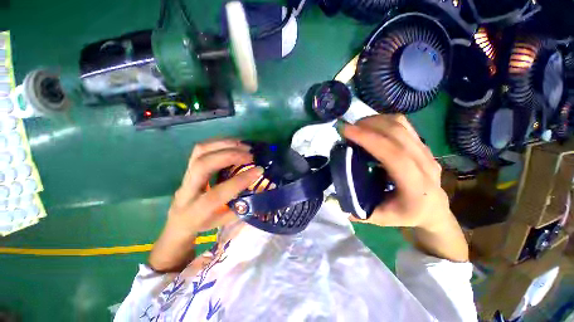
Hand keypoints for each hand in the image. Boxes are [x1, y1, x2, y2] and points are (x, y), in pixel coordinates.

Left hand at [149, 139, 263, 271]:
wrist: (178, 222)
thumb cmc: (204, 224)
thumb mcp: (223, 222)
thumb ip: (240, 208)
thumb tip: (259, 190)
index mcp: (195, 211)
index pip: (216, 194)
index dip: (239, 181)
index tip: (258, 170)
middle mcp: (186, 191)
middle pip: (202, 165)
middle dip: (229, 156)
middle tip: (250, 155)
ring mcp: (185, 175)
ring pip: (199, 152)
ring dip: (224, 145)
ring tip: (244, 146)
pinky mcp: (188, 166)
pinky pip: (201, 149)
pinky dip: (220, 142)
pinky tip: (234, 144)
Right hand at [340, 115, 468, 261]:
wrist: (434, 209)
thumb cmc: (405, 215)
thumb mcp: (380, 219)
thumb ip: (356, 209)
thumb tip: (332, 197)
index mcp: (416, 187)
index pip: (394, 155)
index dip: (369, 139)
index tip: (346, 131)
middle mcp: (426, 164)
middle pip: (398, 134)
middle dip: (368, 126)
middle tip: (346, 129)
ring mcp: (426, 151)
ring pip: (401, 125)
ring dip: (375, 121)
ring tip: (356, 127)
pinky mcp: (423, 143)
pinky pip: (403, 124)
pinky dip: (382, 121)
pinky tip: (370, 128)